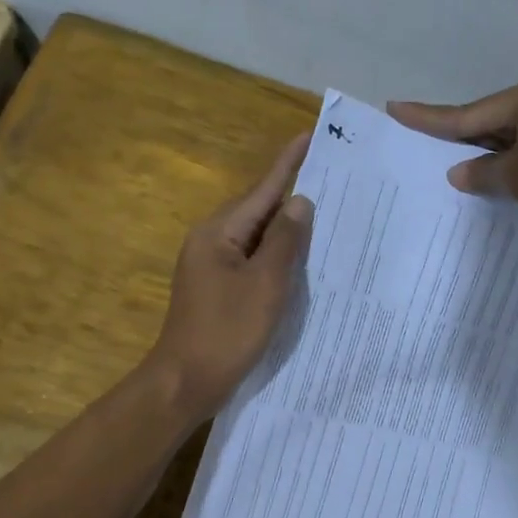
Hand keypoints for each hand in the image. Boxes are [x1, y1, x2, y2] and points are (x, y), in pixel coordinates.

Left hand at [149, 132, 314, 417]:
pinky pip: (252, 260)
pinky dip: (276, 255)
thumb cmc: (227, 331)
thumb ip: (285, 241)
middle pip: (257, 210)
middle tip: (332, 180)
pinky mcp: (218, 288)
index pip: (261, 190)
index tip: (308, 135)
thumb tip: (299, 202)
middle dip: (291, 195)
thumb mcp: (265, 284)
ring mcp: (211, 266)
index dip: (287, 163)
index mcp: (218, 232)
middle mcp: (211, 241)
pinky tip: (300, 258)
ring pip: (256, 237)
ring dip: (286, 227)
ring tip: (324, 214)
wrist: (186, 381)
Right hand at [388, 80, 517, 231]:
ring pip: (502, 139)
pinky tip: (488, 181)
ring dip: (477, 154)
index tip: (394, 107)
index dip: (426, 116)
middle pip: (481, 122)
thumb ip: (482, 174)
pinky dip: (503, 166)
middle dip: (449, 136)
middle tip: (413, 139)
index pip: (462, 114)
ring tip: (442, 165)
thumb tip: (458, 173)